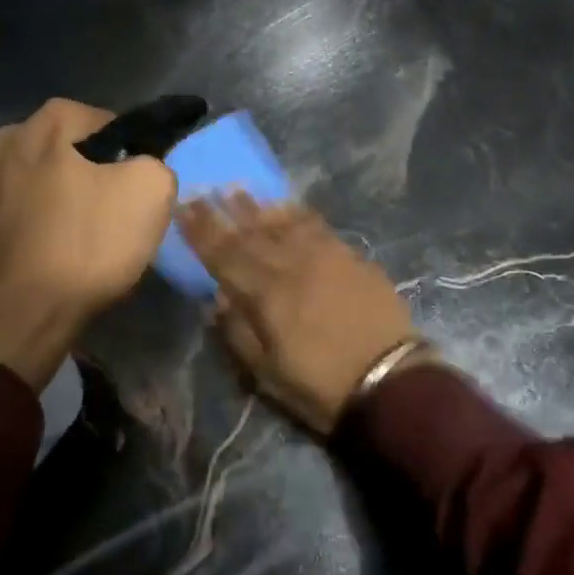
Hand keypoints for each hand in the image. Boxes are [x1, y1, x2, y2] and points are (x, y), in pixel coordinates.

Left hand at [0, 99, 177, 389]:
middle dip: (85, 174)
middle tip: (105, 215)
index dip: (127, 155)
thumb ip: (154, 162)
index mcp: (48, 122)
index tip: (133, 190)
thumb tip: (140, 167)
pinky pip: (6, 216)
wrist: (10, 321)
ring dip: (51, 202)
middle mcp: (3, 140)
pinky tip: (38, 258)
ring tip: (70, 242)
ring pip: (32, 183)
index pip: (105, 123)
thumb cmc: (84, 247)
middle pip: (63, 151)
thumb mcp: (151, 192)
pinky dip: (24, 229)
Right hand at [179, 194, 417, 435]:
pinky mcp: (350, 255)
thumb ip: (239, 332)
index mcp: (266, 295)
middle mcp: (291, 265)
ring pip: (282, 222)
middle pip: (250, 233)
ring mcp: (324, 255)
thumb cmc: (322, 386)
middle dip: (223, 212)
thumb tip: (217, 298)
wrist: (390, 380)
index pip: (224, 256)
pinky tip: (286, 205)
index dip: (201, 231)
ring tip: (237, 188)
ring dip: (257, 205)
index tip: (183, 207)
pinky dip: (296, 213)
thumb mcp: (268, 375)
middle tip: (204, 189)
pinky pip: (316, 225)